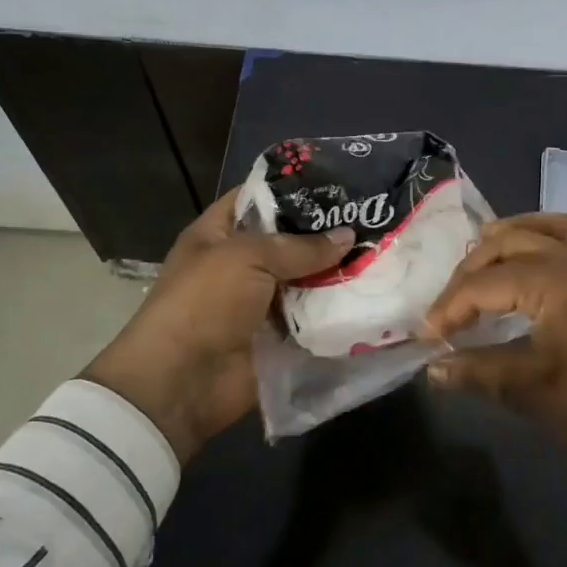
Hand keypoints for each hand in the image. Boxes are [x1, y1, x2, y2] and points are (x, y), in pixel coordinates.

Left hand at [82, 190, 352, 462]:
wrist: (182, 382)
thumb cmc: (204, 303)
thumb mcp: (248, 258)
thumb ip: (300, 246)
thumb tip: (348, 236)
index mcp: (218, 234)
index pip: (258, 199)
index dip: (294, 190)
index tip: (340, 184)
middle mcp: (240, 265)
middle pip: (289, 242)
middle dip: (327, 234)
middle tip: (375, 220)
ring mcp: (260, 303)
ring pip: (306, 281)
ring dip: (337, 274)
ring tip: (384, 256)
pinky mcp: (278, 337)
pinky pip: (311, 319)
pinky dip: (335, 312)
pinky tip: (372, 297)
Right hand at [421, 213, 566, 505]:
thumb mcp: (532, 389)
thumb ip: (477, 371)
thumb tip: (432, 368)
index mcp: (553, 281)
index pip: (483, 284)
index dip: (449, 309)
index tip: (425, 337)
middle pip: (506, 244)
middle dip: (469, 272)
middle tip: (448, 309)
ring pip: (540, 227)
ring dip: (505, 240)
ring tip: (478, 263)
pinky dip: (540, 236)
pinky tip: (528, 260)